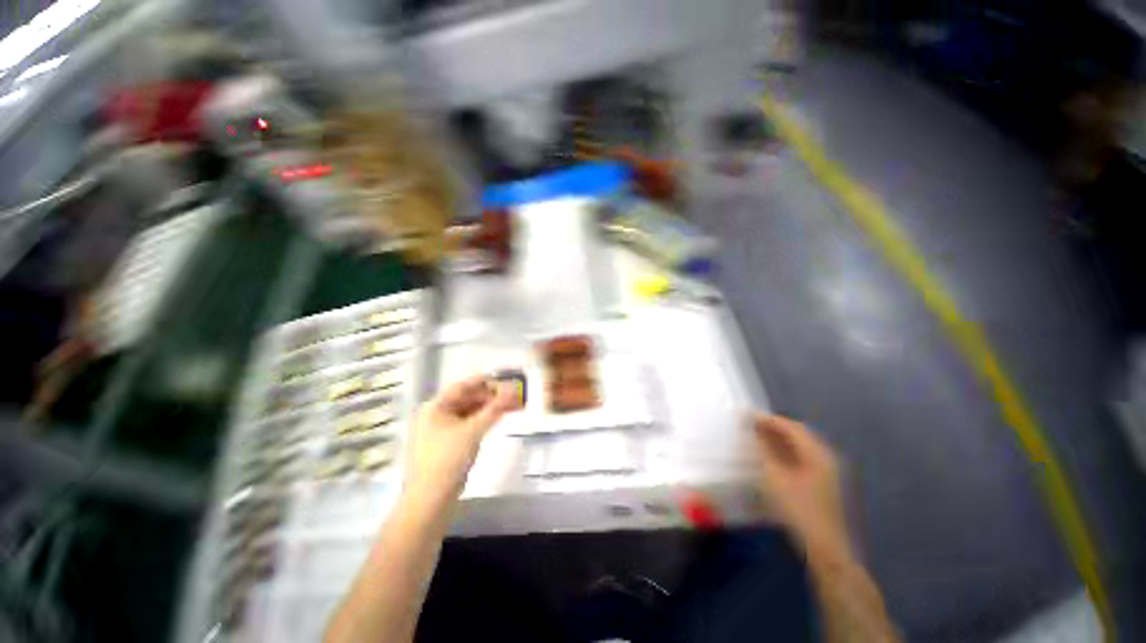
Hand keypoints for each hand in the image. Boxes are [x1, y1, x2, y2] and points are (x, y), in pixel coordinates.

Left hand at [404, 375, 519, 508]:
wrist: (431, 499)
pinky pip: (468, 424)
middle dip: (490, 396)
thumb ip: (494, 409)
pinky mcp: (448, 443)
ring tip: (510, 405)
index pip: (462, 386)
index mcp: (435, 407)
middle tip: (512, 395)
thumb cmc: (448, 459)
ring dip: (489, 408)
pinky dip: (482, 420)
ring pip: (469, 412)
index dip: (484, 381)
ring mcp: (441, 430)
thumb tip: (513, 391)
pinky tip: (497, 418)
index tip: (505, 379)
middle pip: (466, 398)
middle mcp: (435, 414)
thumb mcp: (473, 430)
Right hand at [753, 414, 851, 559]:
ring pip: (799, 447)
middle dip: (773, 427)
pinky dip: (783, 453)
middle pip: (798, 435)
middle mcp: (825, 458)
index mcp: (818, 453)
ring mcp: (826, 473)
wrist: (825, 549)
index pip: (792, 427)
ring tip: (755, 438)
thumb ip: (762, 450)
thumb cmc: (799, 509)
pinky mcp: (821, 485)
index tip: (746, 415)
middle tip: (749, 424)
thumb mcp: (775, 477)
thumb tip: (751, 429)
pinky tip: (769, 458)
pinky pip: (800, 459)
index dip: (768, 419)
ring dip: (777, 440)